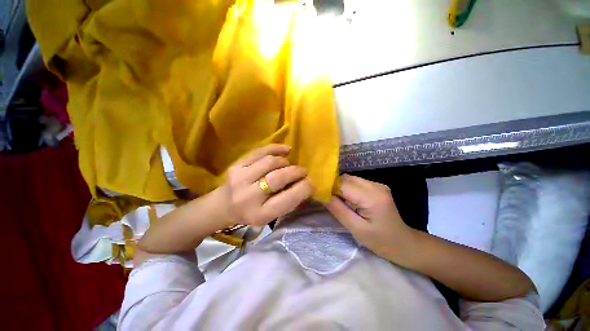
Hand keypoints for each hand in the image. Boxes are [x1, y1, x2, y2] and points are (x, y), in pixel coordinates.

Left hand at [221, 144, 312, 226]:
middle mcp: (248, 197)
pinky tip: (285, 150)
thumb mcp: (271, 215)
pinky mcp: (236, 165)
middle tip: (303, 171)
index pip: (287, 199)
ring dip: (285, 162)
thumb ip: (288, 201)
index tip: (312, 182)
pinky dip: (275, 149)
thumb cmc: (252, 212)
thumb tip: (305, 183)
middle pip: (278, 177)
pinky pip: (259, 151)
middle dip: (296, 172)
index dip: (304, 188)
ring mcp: (240, 178)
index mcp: (260, 214)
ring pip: (270, 162)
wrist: (225, 205)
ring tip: (288, 165)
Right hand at [326, 174, 412, 258]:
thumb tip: (322, 194)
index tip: (319, 194)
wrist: (403, 243)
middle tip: (327, 199)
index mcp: (371, 197)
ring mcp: (377, 184)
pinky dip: (348, 188)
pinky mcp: (377, 186)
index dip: (329, 187)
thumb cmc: (380, 241)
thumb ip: (338, 209)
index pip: (343, 184)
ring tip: (337, 200)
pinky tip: (347, 199)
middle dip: (334, 186)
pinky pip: (356, 182)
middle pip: (346, 178)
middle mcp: (375, 185)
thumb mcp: (356, 228)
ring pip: (350, 179)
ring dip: (340, 187)